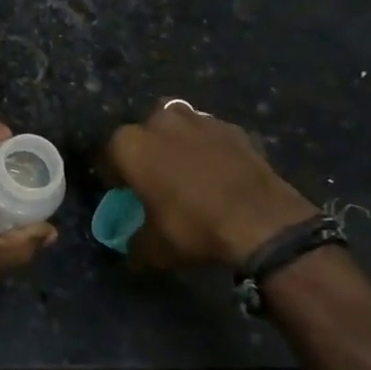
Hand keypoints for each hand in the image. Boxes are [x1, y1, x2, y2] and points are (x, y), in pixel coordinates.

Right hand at [105, 100, 316, 270]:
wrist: (261, 221)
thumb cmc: (193, 227)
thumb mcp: (155, 249)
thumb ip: (135, 244)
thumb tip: (131, 248)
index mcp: (130, 145)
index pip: (109, 155)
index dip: (114, 175)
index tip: (123, 192)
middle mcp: (159, 122)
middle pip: (144, 131)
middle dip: (146, 149)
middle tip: (156, 177)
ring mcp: (198, 120)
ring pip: (178, 123)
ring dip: (177, 140)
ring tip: (187, 168)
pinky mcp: (232, 128)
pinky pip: (211, 135)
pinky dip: (210, 147)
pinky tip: (218, 171)